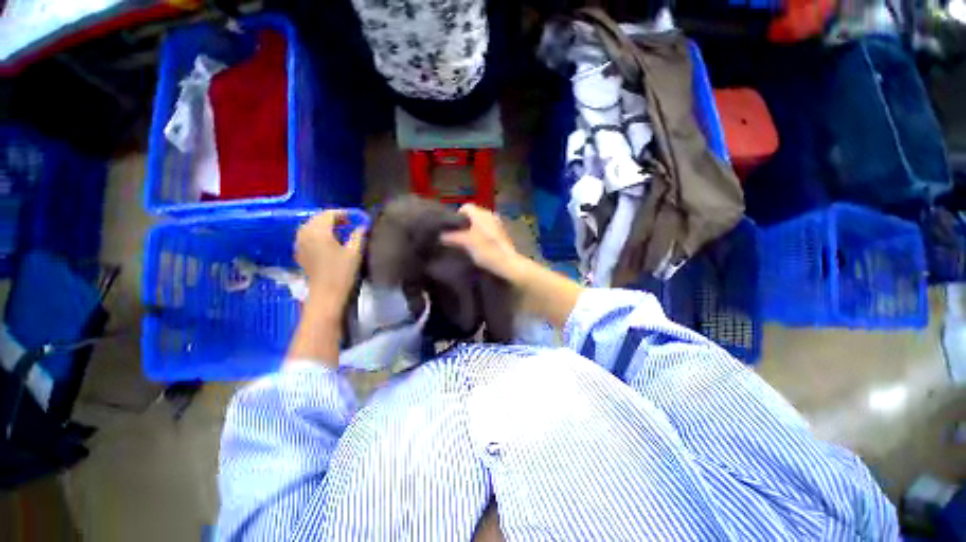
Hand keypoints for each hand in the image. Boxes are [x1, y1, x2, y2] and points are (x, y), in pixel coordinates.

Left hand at [295, 210, 364, 314]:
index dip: (343, 213)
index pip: (329, 214)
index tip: (356, 217)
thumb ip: (358, 236)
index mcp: (319, 231)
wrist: (326, 295)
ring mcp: (300, 243)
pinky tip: (328, 240)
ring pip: (311, 226)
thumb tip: (362, 227)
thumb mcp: (354, 253)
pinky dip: (317, 233)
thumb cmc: (342, 273)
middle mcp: (305, 233)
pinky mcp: (300, 252)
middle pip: (318, 218)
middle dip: (333, 218)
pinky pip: (307, 235)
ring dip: (324, 225)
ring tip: (340, 230)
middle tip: (349, 222)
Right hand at [440, 204, 526, 281]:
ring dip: (473, 231)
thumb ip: (452, 237)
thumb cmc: (486, 250)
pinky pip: (488, 231)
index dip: (456, 216)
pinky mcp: (502, 234)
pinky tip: (479, 247)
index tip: (452, 228)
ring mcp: (498, 224)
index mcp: (482, 213)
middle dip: (464, 224)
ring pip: (481, 223)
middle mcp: (491, 215)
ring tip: (467, 243)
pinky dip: (482, 236)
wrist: (507, 263)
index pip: (465, 207)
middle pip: (473, 215)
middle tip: (457, 237)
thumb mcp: (465, 243)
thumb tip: (441, 235)